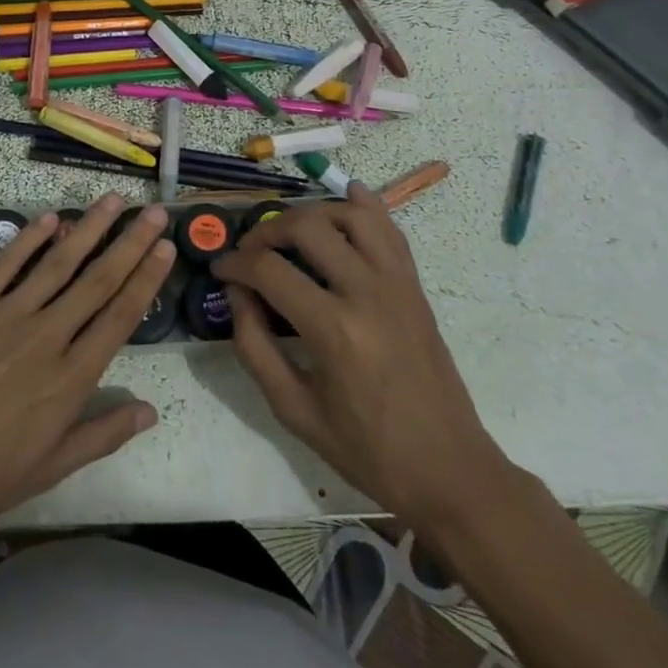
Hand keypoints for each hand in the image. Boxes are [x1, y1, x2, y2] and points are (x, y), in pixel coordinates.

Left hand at [0, 193, 174, 544]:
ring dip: (87, 228)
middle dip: (129, 242)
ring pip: (57, 262)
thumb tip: (150, 411)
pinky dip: (28, 238)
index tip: (166, 248)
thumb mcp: (50, 468)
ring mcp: (5, 315)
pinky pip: (5, 264)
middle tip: (153, 211)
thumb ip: (102, 434)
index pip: (120, 316)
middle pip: (97, 279)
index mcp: (70, 377)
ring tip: (111, 200)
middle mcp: (46, 335)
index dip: (147, 279)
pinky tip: (49, 218)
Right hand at [212, 184, 511, 537]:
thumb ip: (254, 345)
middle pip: (307, 227)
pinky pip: (391, 230)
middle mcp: (367, 293)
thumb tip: (236, 292)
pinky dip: (366, 206)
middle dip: (267, 231)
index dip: (234, 263)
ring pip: (352, 215)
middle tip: (250, 251)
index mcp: (333, 330)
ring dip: (313, 212)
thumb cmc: (365, 449)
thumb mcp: (292, 408)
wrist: (448, 470)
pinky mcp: (415, 287)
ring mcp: (398, 284)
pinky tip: (346, 197)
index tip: (219, 270)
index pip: (268, 270)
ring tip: (291, 231)